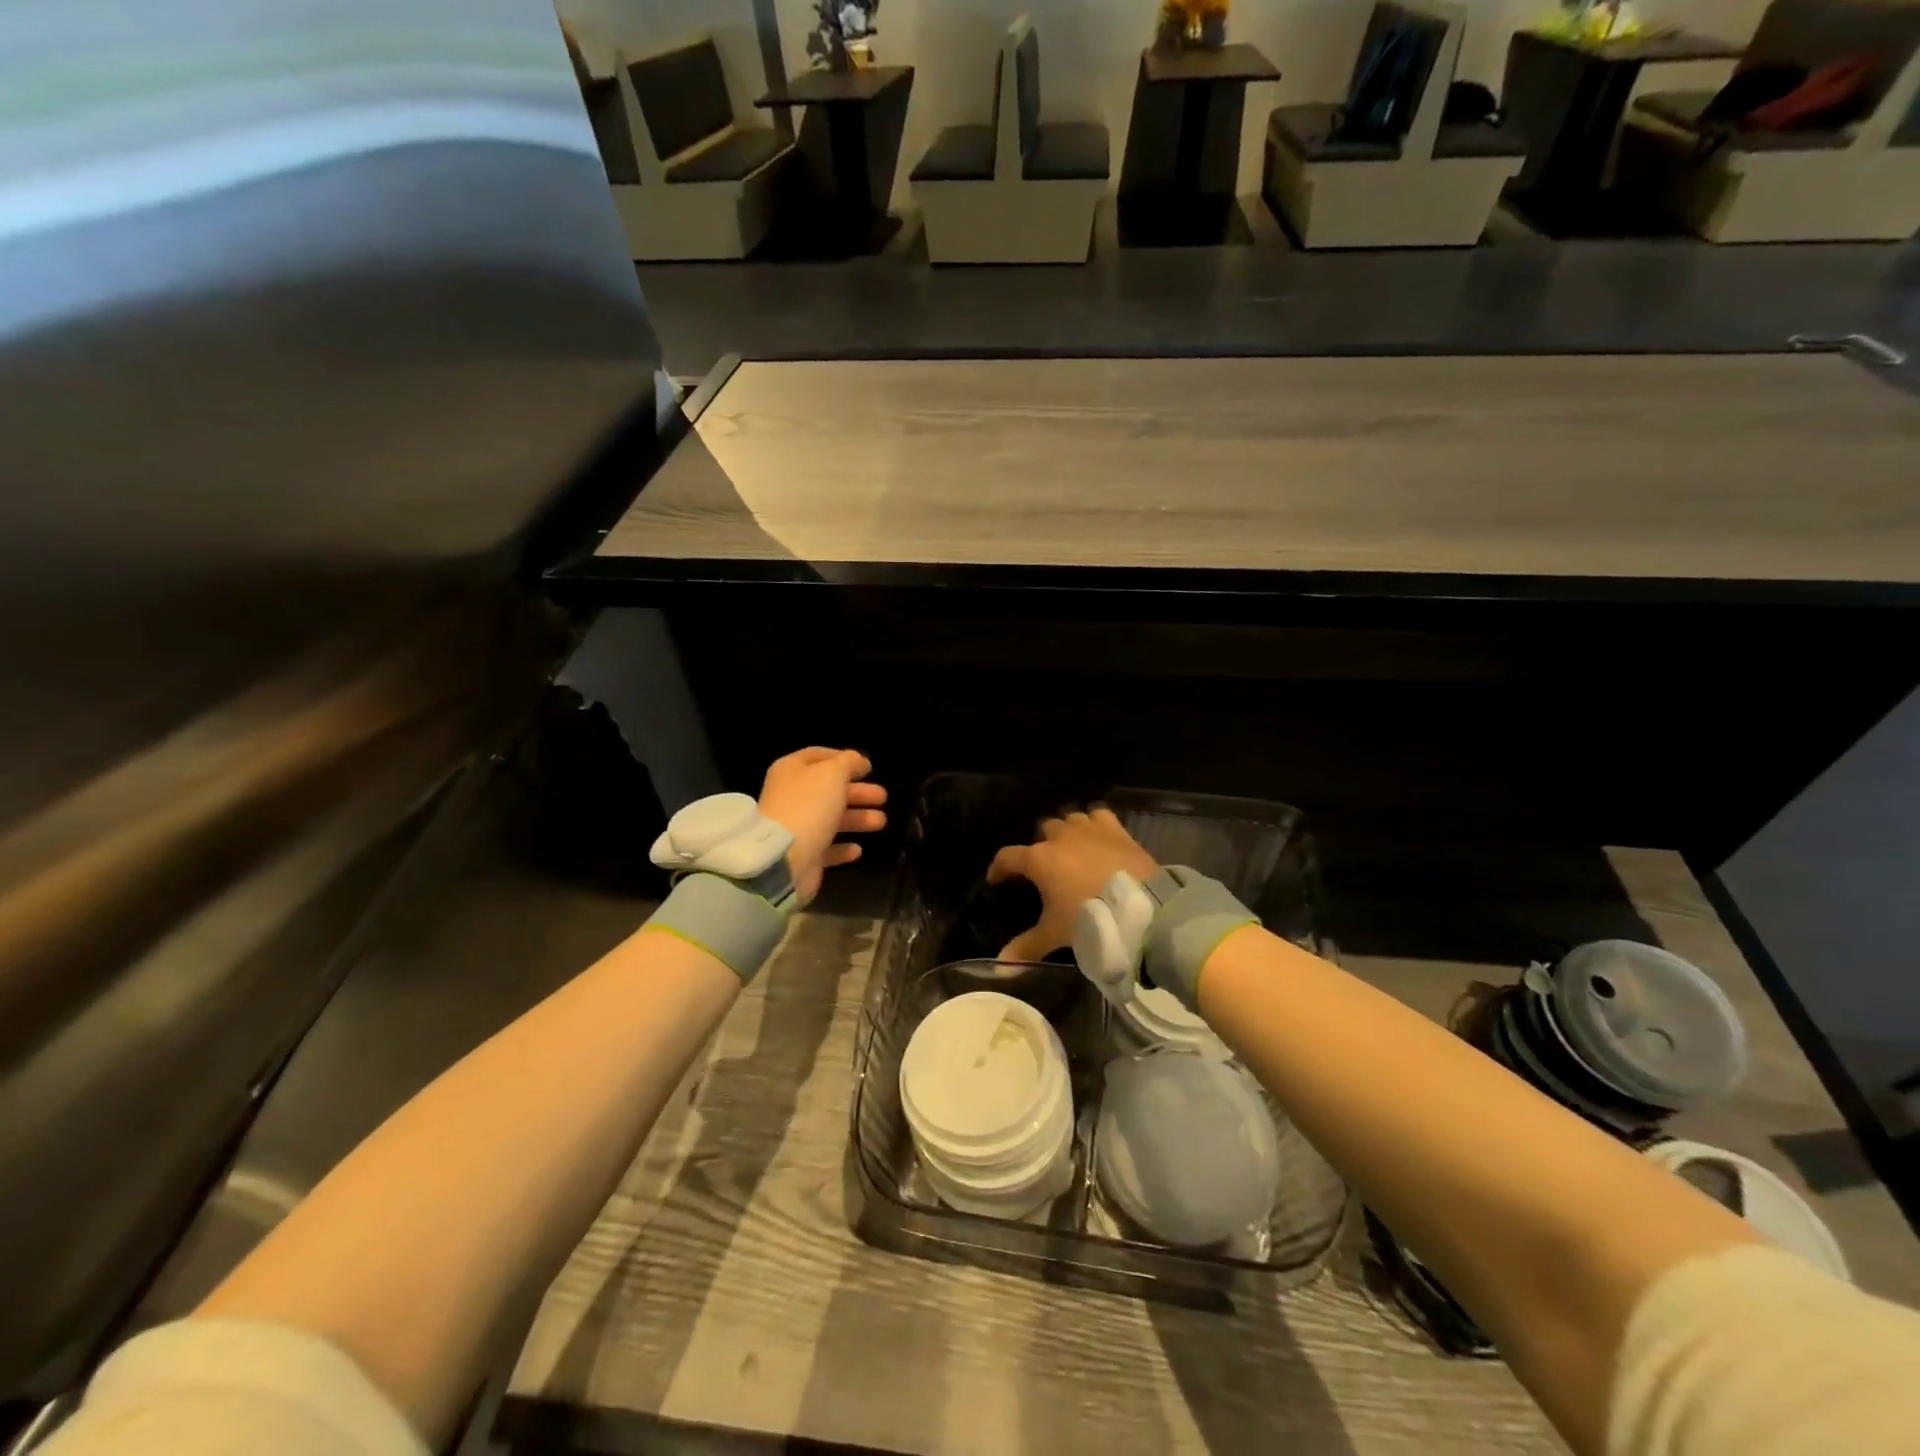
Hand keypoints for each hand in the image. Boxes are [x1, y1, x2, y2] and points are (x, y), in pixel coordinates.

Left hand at [758, 749, 886, 905]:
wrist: (784, 858)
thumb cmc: (809, 806)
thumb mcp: (833, 773)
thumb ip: (848, 762)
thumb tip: (858, 760)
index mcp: (791, 771)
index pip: (817, 756)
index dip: (843, 758)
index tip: (867, 767)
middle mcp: (790, 796)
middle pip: (829, 790)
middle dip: (858, 792)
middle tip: (883, 796)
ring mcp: (795, 827)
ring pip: (831, 818)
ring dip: (857, 818)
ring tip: (881, 822)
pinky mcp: (802, 855)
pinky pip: (826, 848)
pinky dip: (842, 848)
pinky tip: (858, 850)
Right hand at [987, 808, 1159, 961]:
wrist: (1140, 908)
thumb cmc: (1089, 917)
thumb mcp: (1054, 934)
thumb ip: (1025, 948)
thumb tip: (999, 968)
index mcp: (1039, 859)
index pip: (1007, 857)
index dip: (998, 868)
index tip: (996, 879)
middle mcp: (1060, 837)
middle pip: (1042, 831)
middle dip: (1040, 846)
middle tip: (1045, 867)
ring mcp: (1089, 829)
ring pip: (1069, 819)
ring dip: (1066, 831)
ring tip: (1071, 848)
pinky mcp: (1116, 829)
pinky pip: (1098, 814)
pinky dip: (1094, 822)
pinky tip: (1097, 834)